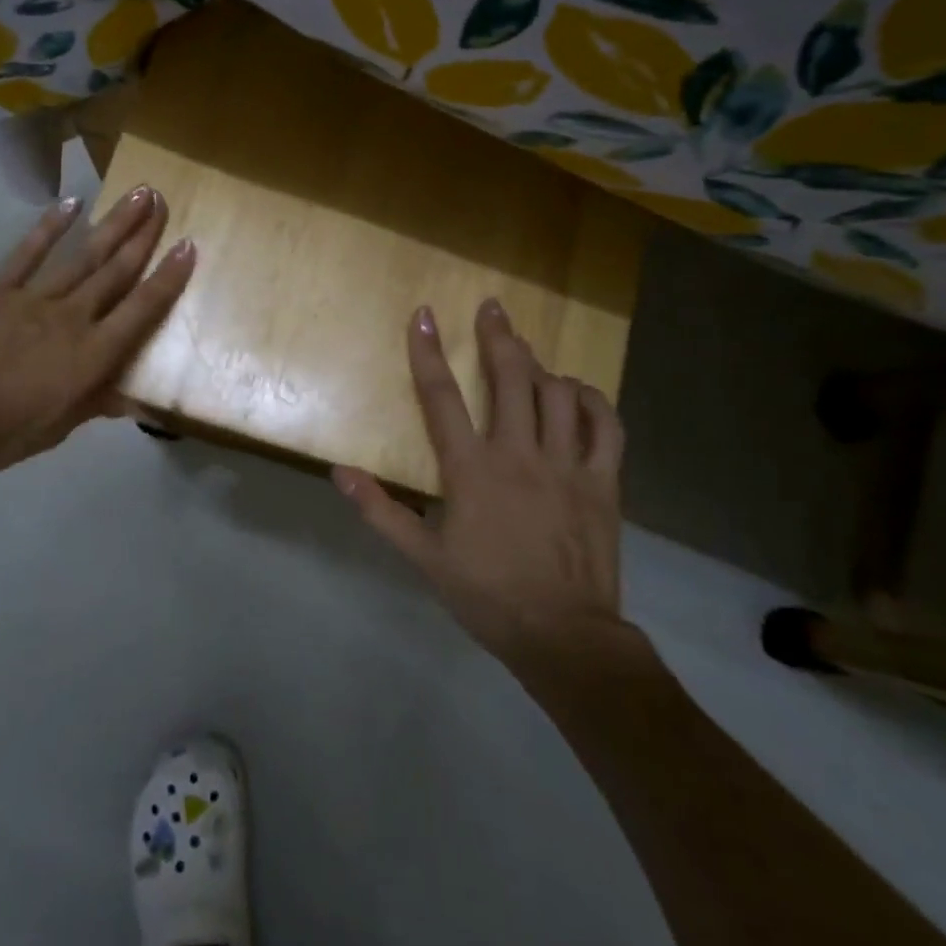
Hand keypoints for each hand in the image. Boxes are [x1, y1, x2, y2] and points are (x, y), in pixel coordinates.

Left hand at [0, 186, 194, 485]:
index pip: (141, 309)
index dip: (169, 277)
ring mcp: (35, 297)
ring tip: (136, 194)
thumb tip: (137, 402)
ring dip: (113, 224)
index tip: (188, 246)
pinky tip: (71, 204)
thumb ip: (97, 403)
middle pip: (116, 271)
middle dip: (144, 235)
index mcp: (93, 354)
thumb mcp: (57, 429)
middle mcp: (74, 317)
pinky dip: (50, 227)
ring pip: (84, 255)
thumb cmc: (1, 431)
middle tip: (163, 201)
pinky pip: (28, 252)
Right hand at [333, 299, 632, 669]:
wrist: (563, 636)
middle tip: (493, 309)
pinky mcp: (603, 482)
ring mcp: (566, 465)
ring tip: (528, 356)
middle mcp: (519, 454)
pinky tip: (579, 392)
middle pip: (510, 378)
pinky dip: (593, 401)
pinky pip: (606, 427)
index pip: (442, 397)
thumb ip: (381, 512)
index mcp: (471, 470)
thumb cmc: (487, 594)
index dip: (428, 352)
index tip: (425, 315)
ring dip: (541, 367)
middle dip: (499, 337)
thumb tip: (339, 472)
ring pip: (558, 394)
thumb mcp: (423, 558)